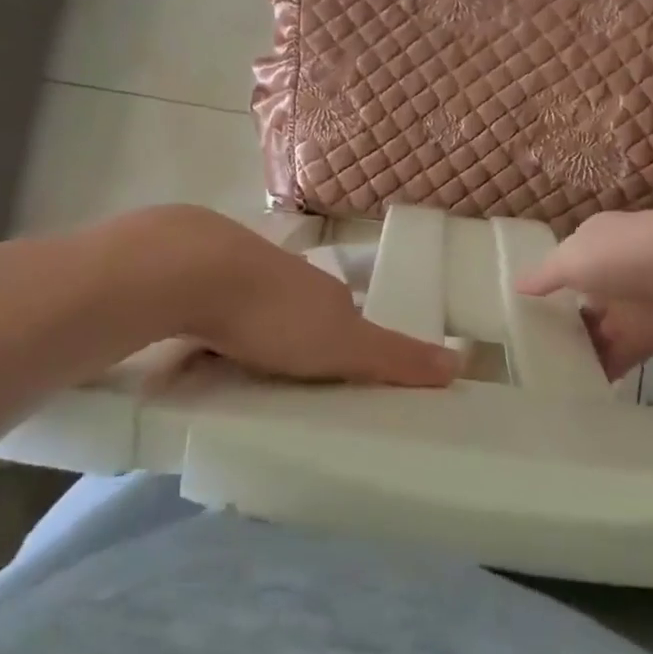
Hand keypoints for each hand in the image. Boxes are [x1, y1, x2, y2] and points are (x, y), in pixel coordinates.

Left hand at [151, 209, 457, 387]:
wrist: (193, 269)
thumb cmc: (275, 313)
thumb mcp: (344, 346)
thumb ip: (394, 358)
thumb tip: (459, 362)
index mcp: (325, 290)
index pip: (346, 319)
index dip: (346, 346)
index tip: (337, 380)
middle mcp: (288, 276)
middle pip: (301, 312)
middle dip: (298, 341)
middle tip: (289, 385)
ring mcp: (240, 272)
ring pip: (257, 307)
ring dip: (255, 333)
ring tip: (244, 372)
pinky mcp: (198, 276)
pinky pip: (217, 308)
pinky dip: (217, 327)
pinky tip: (203, 349)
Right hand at [517, 211, 652, 376]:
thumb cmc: (623, 254)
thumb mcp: (570, 259)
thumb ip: (544, 277)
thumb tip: (516, 286)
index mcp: (591, 246)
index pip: (562, 268)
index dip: (543, 290)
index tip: (519, 314)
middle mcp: (609, 275)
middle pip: (577, 305)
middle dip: (557, 326)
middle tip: (525, 354)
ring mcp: (628, 309)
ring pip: (595, 334)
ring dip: (576, 353)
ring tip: (542, 378)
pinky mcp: (647, 339)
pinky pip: (617, 359)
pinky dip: (600, 372)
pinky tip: (575, 389)